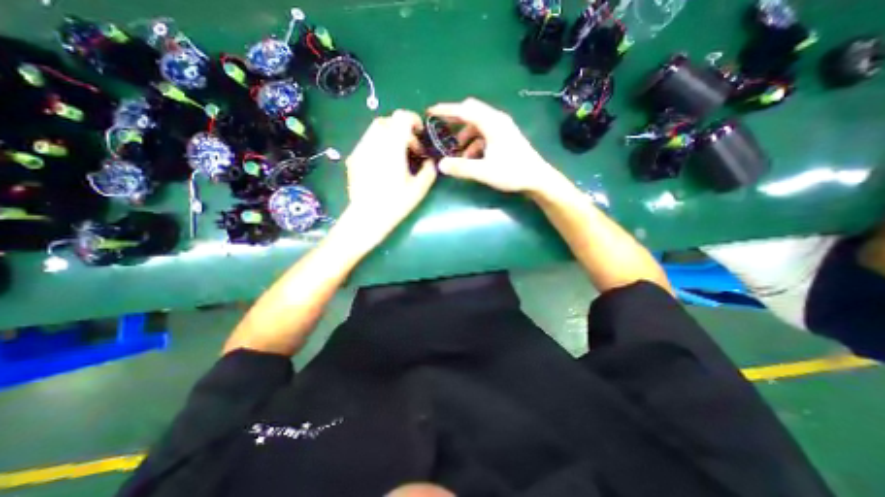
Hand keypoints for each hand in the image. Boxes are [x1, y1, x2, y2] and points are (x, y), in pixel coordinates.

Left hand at [341, 109, 433, 245]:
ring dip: (389, 137)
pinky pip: (367, 143)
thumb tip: (430, 162)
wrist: (367, 217)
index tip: (419, 132)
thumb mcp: (419, 189)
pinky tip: (382, 164)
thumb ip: (428, 171)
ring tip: (396, 156)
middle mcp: (374, 143)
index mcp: (392, 147)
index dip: (413, 119)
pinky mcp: (353, 159)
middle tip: (410, 148)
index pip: (401, 118)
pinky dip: (378, 145)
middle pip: (386, 121)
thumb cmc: (395, 203)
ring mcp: (360, 150)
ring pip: (374, 131)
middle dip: (400, 130)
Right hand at [428, 97, 550, 194]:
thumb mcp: (484, 171)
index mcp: (492, 123)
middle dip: (454, 122)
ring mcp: (502, 129)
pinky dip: (474, 143)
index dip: (445, 110)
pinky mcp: (504, 138)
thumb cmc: (512, 173)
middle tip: (441, 132)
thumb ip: (461, 167)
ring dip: (464, 137)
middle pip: (471, 113)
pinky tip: (471, 159)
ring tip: (457, 154)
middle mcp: (497, 121)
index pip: (464, 110)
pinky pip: (484, 135)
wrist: (537, 179)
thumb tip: (440, 165)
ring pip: (477, 126)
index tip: (430, 112)